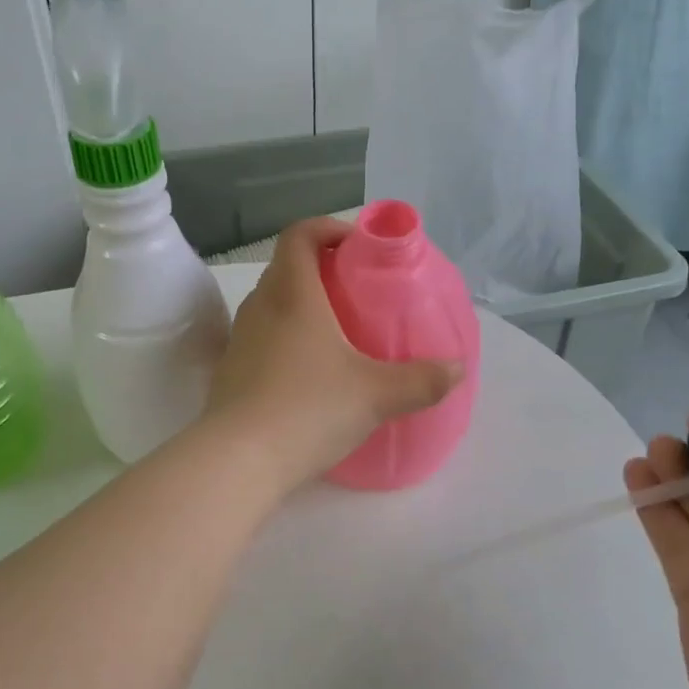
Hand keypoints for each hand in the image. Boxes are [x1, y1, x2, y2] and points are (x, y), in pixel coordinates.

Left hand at [205, 218, 462, 492]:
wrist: (238, 461)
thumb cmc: (308, 409)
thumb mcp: (376, 395)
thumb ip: (421, 380)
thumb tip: (458, 369)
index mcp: (292, 294)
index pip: (300, 235)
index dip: (328, 228)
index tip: (357, 247)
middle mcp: (260, 307)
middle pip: (285, 268)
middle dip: (320, 270)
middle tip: (356, 292)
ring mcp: (239, 341)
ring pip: (271, 305)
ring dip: (301, 307)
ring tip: (337, 335)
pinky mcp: (230, 373)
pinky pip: (261, 340)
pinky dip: (285, 341)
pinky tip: (309, 376)